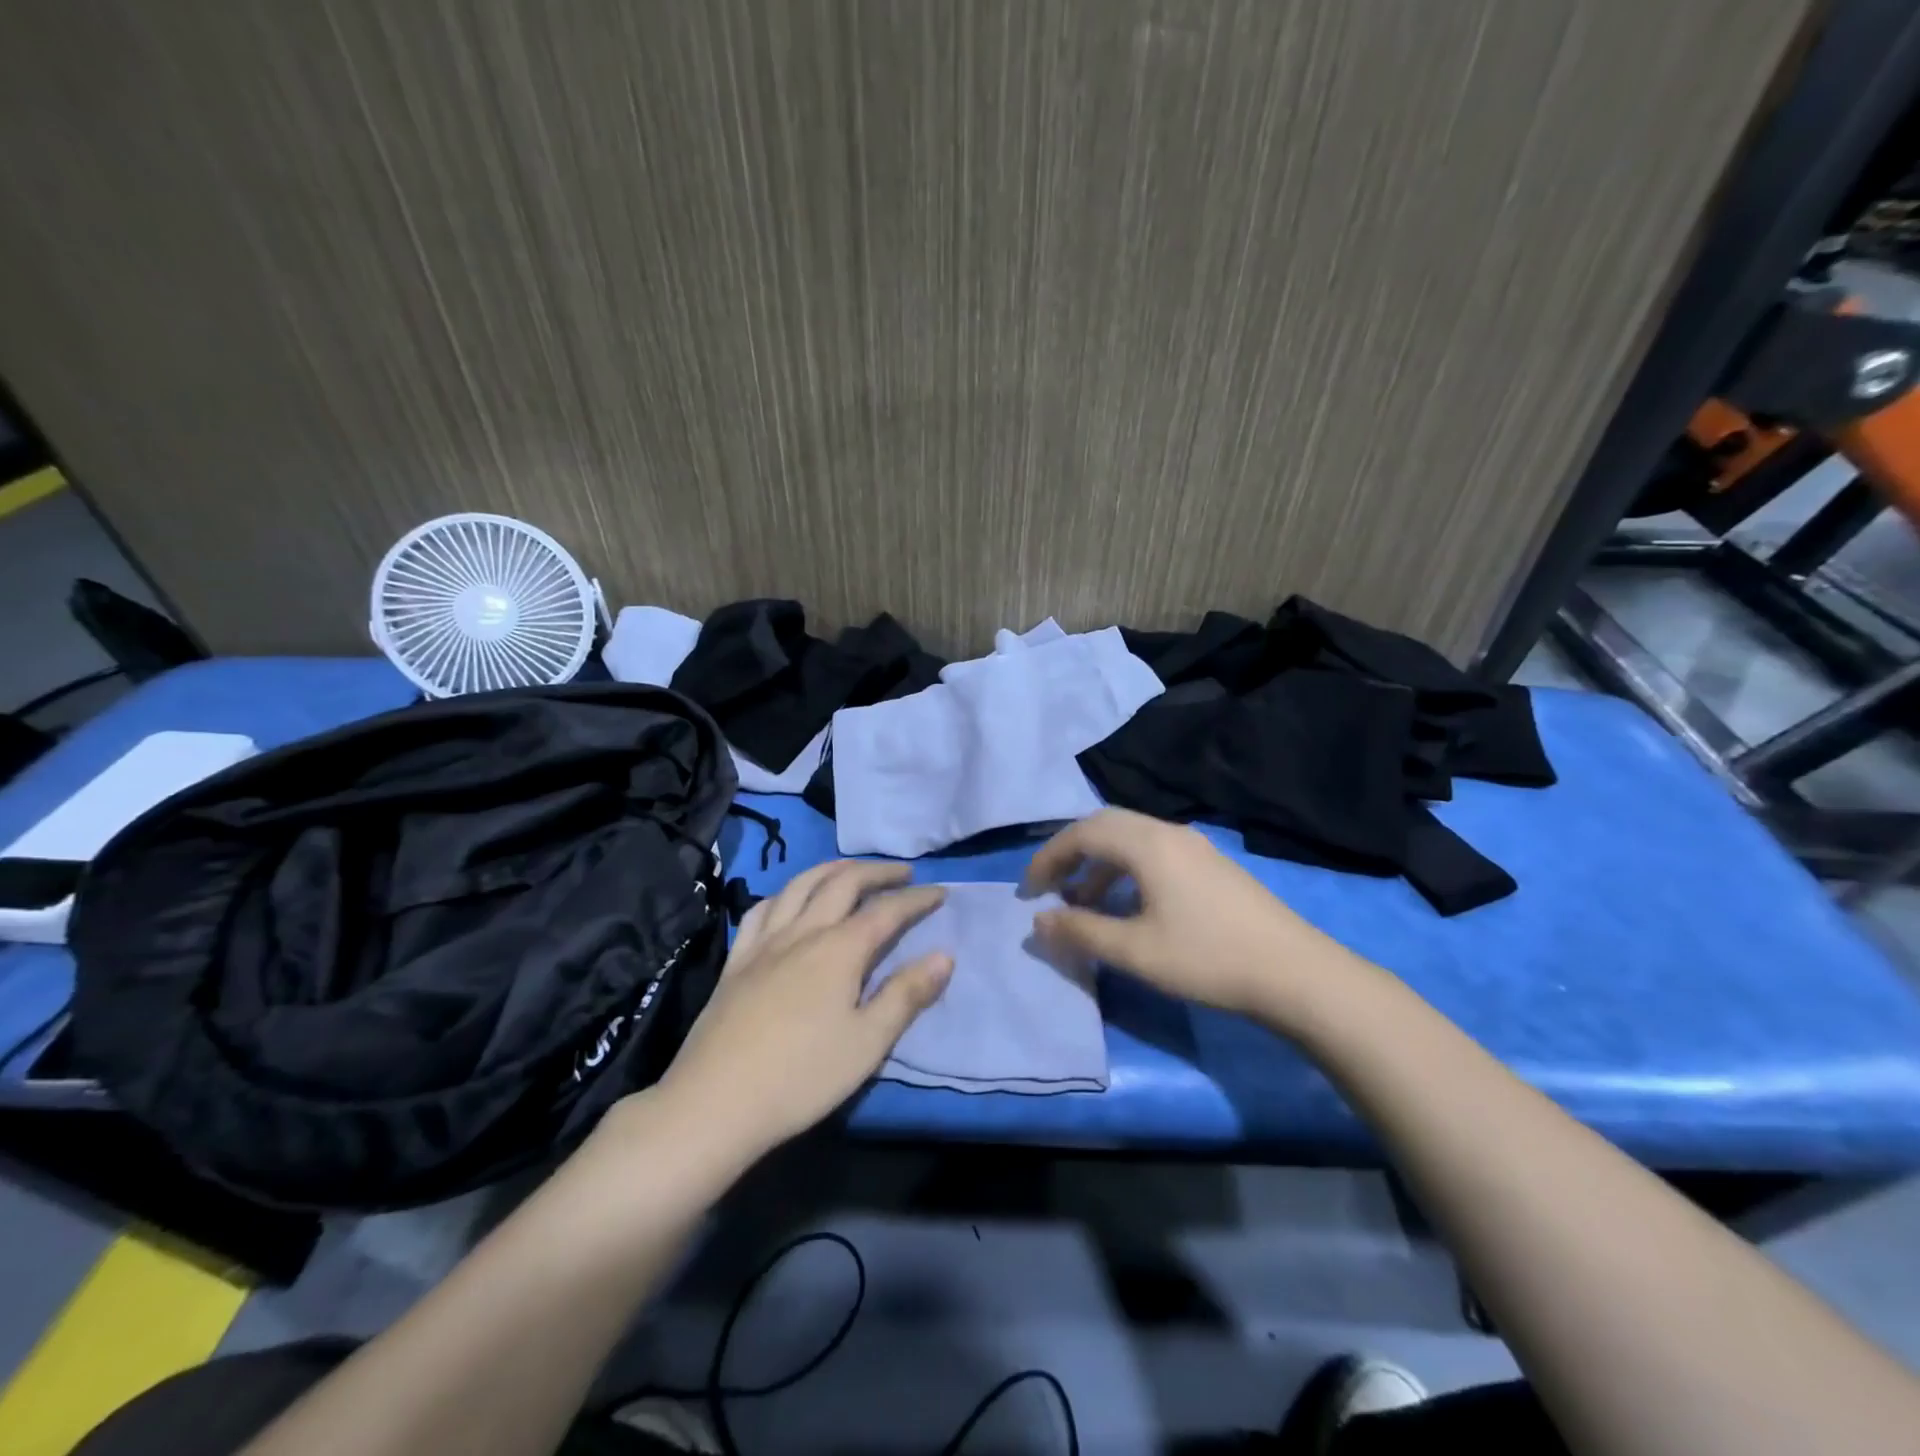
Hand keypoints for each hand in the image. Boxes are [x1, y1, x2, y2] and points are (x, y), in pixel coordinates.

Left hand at [650, 861, 951, 1164]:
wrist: (714, 1103)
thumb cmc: (801, 1077)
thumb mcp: (868, 1042)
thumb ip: (906, 994)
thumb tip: (944, 956)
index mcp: (839, 950)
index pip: (887, 911)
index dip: (916, 899)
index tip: (941, 892)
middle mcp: (803, 932)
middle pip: (843, 883)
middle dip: (877, 872)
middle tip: (902, 873)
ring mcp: (764, 942)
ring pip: (800, 885)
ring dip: (832, 870)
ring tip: (851, 872)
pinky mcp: (736, 960)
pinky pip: (762, 909)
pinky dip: (786, 893)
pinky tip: (789, 900)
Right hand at [1023, 808, 1331, 1018]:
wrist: (1296, 973)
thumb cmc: (1207, 959)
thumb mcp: (1135, 951)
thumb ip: (1081, 931)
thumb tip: (1038, 920)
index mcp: (1147, 844)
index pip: (1082, 833)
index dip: (1048, 858)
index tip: (1028, 890)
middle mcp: (1169, 832)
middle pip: (1105, 826)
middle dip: (1071, 853)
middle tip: (1050, 887)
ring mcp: (1195, 846)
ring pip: (1131, 838)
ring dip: (1100, 863)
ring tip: (1084, 902)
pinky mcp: (1211, 865)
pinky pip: (1153, 853)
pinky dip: (1126, 870)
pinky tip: (1129, 907)